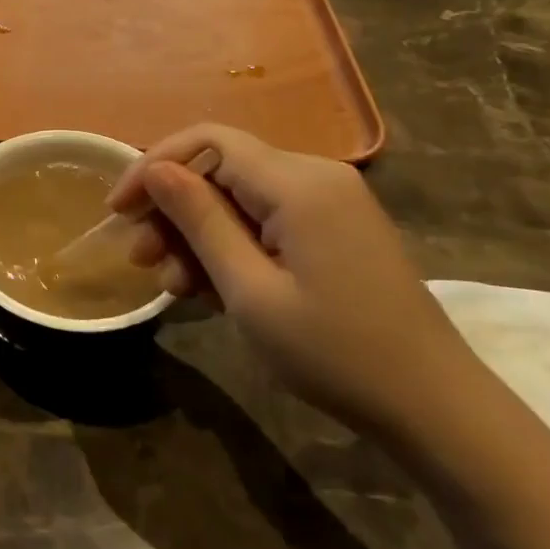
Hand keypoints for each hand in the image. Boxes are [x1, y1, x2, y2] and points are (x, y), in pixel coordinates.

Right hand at [110, 124, 490, 441]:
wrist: (432, 407)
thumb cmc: (334, 352)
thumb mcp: (250, 290)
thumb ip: (199, 221)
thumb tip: (155, 169)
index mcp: (298, 183)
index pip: (207, 141)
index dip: (153, 166)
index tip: (117, 210)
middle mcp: (315, 176)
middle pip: (220, 169)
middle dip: (172, 210)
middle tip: (140, 260)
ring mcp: (328, 203)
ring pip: (238, 198)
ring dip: (196, 235)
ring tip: (171, 285)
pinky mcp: (332, 229)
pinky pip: (264, 220)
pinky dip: (230, 247)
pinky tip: (208, 288)